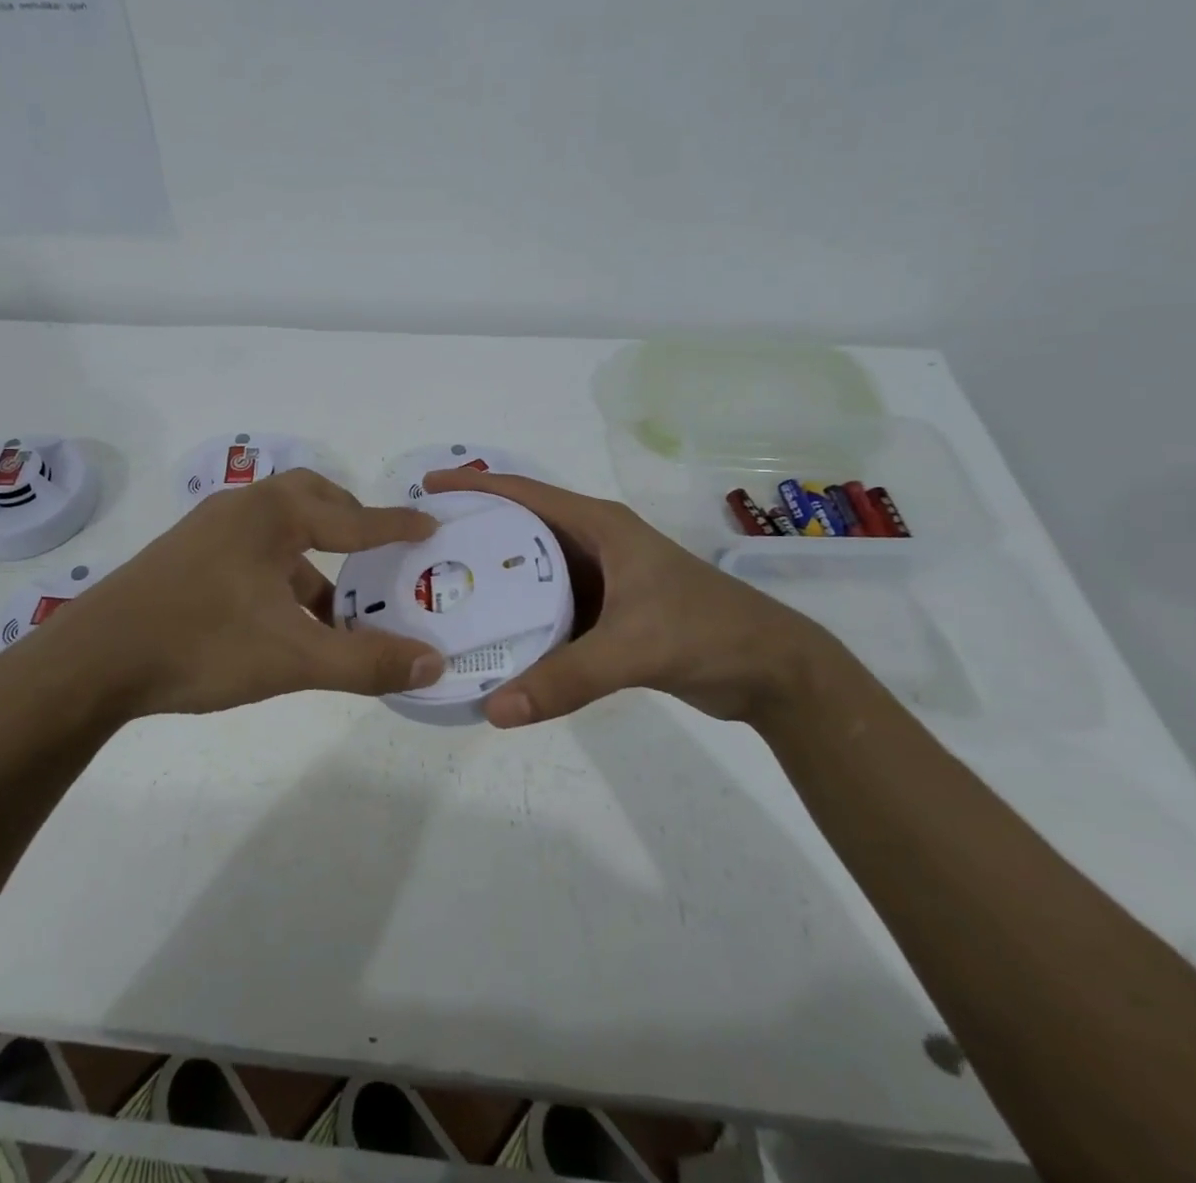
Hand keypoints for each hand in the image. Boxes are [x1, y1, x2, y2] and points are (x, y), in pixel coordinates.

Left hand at [10, 469, 446, 720]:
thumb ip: (365, 661)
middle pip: (311, 500)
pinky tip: (283, 619)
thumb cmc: (200, 643)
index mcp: (271, 515)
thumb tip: (433, 663)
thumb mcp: (292, 657)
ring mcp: (208, 531)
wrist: (92, 661)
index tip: (430, 526)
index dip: (395, 526)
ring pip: (279, 531)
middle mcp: (241, 509)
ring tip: (335, 606)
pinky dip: (281, 574)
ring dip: (314, 559)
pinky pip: (252, 552)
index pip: (352, 518)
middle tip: (377, 554)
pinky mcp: (186, 557)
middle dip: (349, 523)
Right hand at [420, 468, 829, 727]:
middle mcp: (595, 544)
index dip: (474, 486)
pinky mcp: (608, 614)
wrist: (773, 671)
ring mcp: (602, 580)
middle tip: (422, 551)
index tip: (426, 489)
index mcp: (599, 527)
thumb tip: (493, 708)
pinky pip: (550, 608)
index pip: (524, 494)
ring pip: (533, 572)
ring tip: (444, 592)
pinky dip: (521, 617)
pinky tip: (491, 636)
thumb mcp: (634, 648)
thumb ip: (566, 678)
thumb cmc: (707, 632)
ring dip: (495, 579)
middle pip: (520, 530)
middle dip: (474, 533)